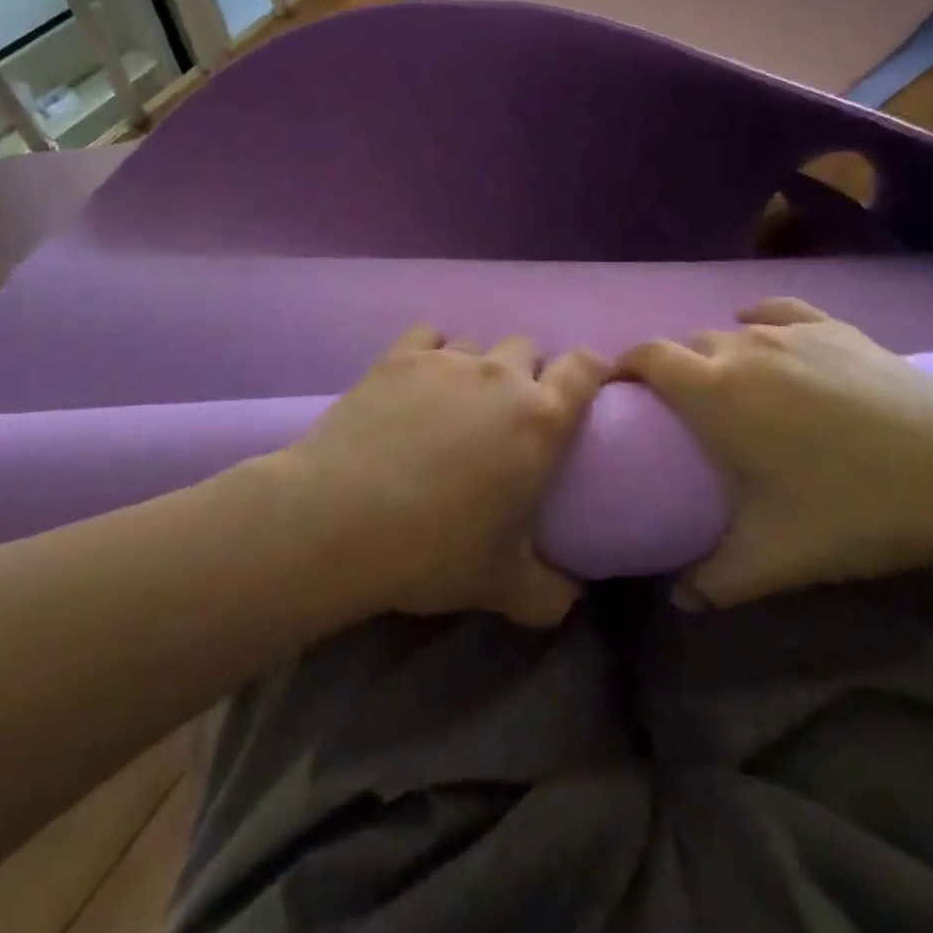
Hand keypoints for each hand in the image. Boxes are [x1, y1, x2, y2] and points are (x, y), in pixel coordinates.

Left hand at [280, 326, 608, 626]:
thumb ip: (549, 593)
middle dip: (529, 371)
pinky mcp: (398, 357)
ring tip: (457, 403)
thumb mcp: (503, 586)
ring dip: (479, 366)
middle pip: (528, 348)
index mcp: (540, 418)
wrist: (340, 520)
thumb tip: (571, 598)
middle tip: (511, 413)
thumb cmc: (434, 551)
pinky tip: (418, 380)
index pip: (585, 367)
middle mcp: (500, 375)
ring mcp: (446, 360)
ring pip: (478, 343)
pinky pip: (429, 335)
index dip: (593, 369)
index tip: (589, 385)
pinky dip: (432, 351)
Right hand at [617, 298, 932, 607]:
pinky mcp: (836, 328)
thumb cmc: (855, 511)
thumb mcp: (776, 558)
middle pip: (687, 344)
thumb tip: (677, 601)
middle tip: (680, 412)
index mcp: (715, 391)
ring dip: (716, 353)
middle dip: (672, 370)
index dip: (623, 365)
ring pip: (731, 330)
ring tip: (728, 387)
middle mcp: (743, 347)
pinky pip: (779, 311)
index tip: (617, 391)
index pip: (647, 356)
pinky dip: (759, 319)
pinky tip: (760, 328)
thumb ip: (714, 581)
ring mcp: (793, 332)